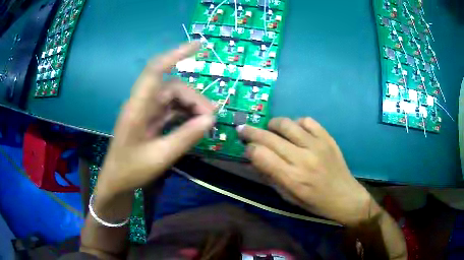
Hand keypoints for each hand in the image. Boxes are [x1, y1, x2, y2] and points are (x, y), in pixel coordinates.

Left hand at [97, 42, 214, 196]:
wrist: (116, 181)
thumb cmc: (130, 170)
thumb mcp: (160, 157)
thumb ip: (185, 137)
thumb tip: (211, 120)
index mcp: (137, 107)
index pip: (156, 70)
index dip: (176, 54)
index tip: (199, 46)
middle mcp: (142, 103)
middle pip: (172, 87)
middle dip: (194, 98)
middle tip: (211, 119)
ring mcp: (146, 110)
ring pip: (173, 97)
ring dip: (191, 106)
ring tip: (206, 122)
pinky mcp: (150, 119)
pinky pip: (171, 109)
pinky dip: (185, 113)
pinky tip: (195, 123)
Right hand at [237, 117, 373, 225]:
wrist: (345, 196)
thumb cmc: (315, 202)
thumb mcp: (288, 197)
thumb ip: (270, 177)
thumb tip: (254, 159)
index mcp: (292, 178)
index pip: (261, 155)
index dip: (249, 149)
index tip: (247, 150)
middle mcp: (303, 158)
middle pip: (269, 137)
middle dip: (251, 131)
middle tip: (243, 129)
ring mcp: (317, 145)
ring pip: (287, 124)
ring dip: (273, 124)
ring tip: (270, 128)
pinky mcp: (327, 138)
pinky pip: (307, 121)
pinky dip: (296, 123)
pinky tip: (295, 130)